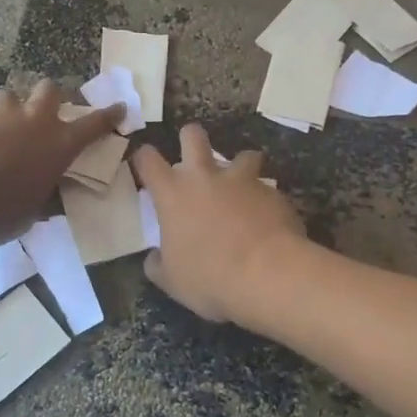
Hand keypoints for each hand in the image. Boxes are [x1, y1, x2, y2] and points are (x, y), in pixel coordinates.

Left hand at [0, 79, 122, 244]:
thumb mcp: (33, 211)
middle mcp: (33, 121)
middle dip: (48, 97)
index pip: (94, 124)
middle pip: (49, 89)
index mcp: (58, 144)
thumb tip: (46, 198)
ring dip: (8, 111)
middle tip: (41, 113)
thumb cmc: (1, 213)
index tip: (119, 107)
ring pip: (8, 97)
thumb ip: (42, 195)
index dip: (109, 115)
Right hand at [130, 125, 308, 323]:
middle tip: (193, 154)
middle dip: (190, 137)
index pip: (148, 159)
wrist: (268, 274)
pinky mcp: (273, 192)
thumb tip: (155, 257)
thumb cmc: (210, 278)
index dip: (144, 158)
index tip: (145, 164)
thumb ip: (158, 264)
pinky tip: (268, 220)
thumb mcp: (172, 281)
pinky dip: (265, 199)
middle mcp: (206, 177)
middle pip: (193, 135)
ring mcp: (243, 180)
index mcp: (173, 194)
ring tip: (243, 186)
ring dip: (241, 166)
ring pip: (243, 155)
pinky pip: (267, 188)